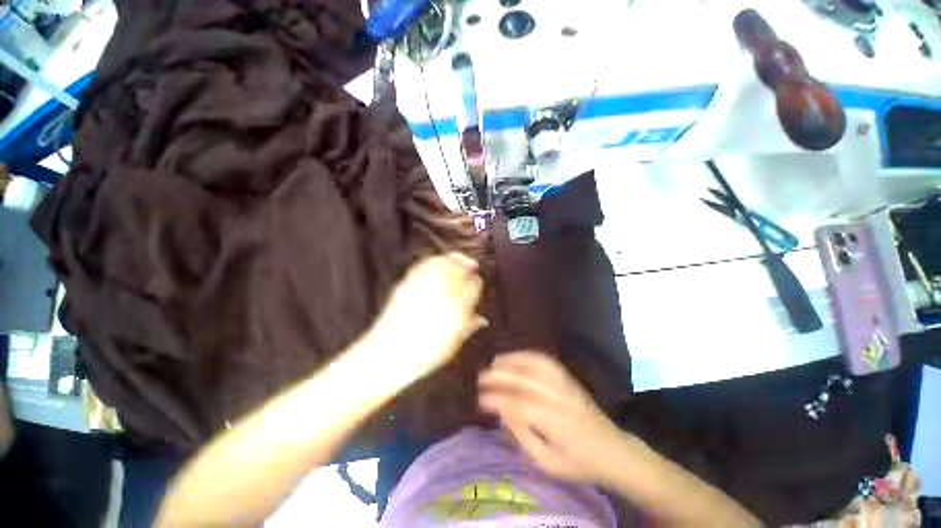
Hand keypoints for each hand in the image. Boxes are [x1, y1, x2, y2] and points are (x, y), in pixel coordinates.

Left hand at [371, 252, 485, 386]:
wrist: (390, 353)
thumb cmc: (426, 353)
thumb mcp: (454, 343)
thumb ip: (469, 326)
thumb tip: (482, 320)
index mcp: (458, 307)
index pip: (473, 285)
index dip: (476, 282)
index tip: (476, 282)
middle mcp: (442, 292)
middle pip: (458, 268)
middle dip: (467, 264)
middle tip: (471, 265)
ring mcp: (423, 286)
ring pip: (441, 262)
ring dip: (451, 259)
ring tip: (456, 260)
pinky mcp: (407, 284)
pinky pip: (423, 266)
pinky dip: (432, 261)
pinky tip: (436, 263)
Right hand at [478, 351, 625, 484]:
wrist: (614, 450)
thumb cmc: (579, 463)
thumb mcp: (548, 463)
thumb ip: (523, 437)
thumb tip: (503, 411)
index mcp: (557, 424)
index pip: (520, 406)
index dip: (498, 400)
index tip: (480, 400)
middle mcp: (561, 398)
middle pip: (525, 380)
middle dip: (500, 376)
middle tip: (481, 377)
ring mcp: (566, 384)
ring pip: (535, 365)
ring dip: (512, 361)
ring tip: (494, 362)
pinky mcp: (569, 378)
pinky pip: (546, 361)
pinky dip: (527, 355)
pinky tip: (516, 357)